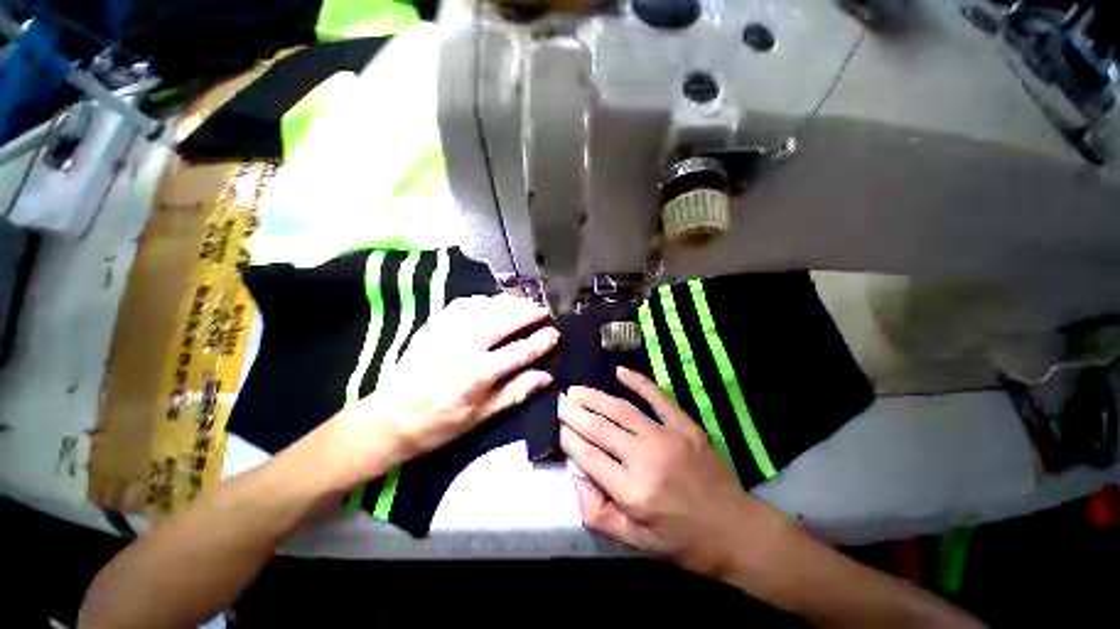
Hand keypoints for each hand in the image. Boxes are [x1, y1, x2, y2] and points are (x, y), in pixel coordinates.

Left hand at [337, 294, 558, 478]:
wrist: (389, 419)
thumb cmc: (439, 424)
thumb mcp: (481, 416)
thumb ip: (516, 392)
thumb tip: (546, 376)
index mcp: (477, 374)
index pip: (520, 351)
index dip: (541, 341)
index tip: (555, 334)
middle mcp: (463, 346)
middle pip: (504, 320)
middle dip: (528, 312)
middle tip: (543, 310)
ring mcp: (445, 332)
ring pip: (485, 307)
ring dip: (508, 302)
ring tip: (524, 303)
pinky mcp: (432, 326)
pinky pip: (463, 304)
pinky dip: (483, 300)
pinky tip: (492, 303)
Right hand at [559, 367, 771, 575]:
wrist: (735, 530)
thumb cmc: (681, 540)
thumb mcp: (634, 543)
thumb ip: (597, 514)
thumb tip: (575, 478)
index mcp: (632, 493)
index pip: (588, 456)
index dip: (569, 437)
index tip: (557, 425)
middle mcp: (645, 460)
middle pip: (600, 428)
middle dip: (575, 412)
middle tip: (560, 400)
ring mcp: (667, 438)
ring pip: (621, 409)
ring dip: (595, 397)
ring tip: (576, 389)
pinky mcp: (685, 426)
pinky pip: (657, 397)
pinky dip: (637, 382)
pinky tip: (619, 372)